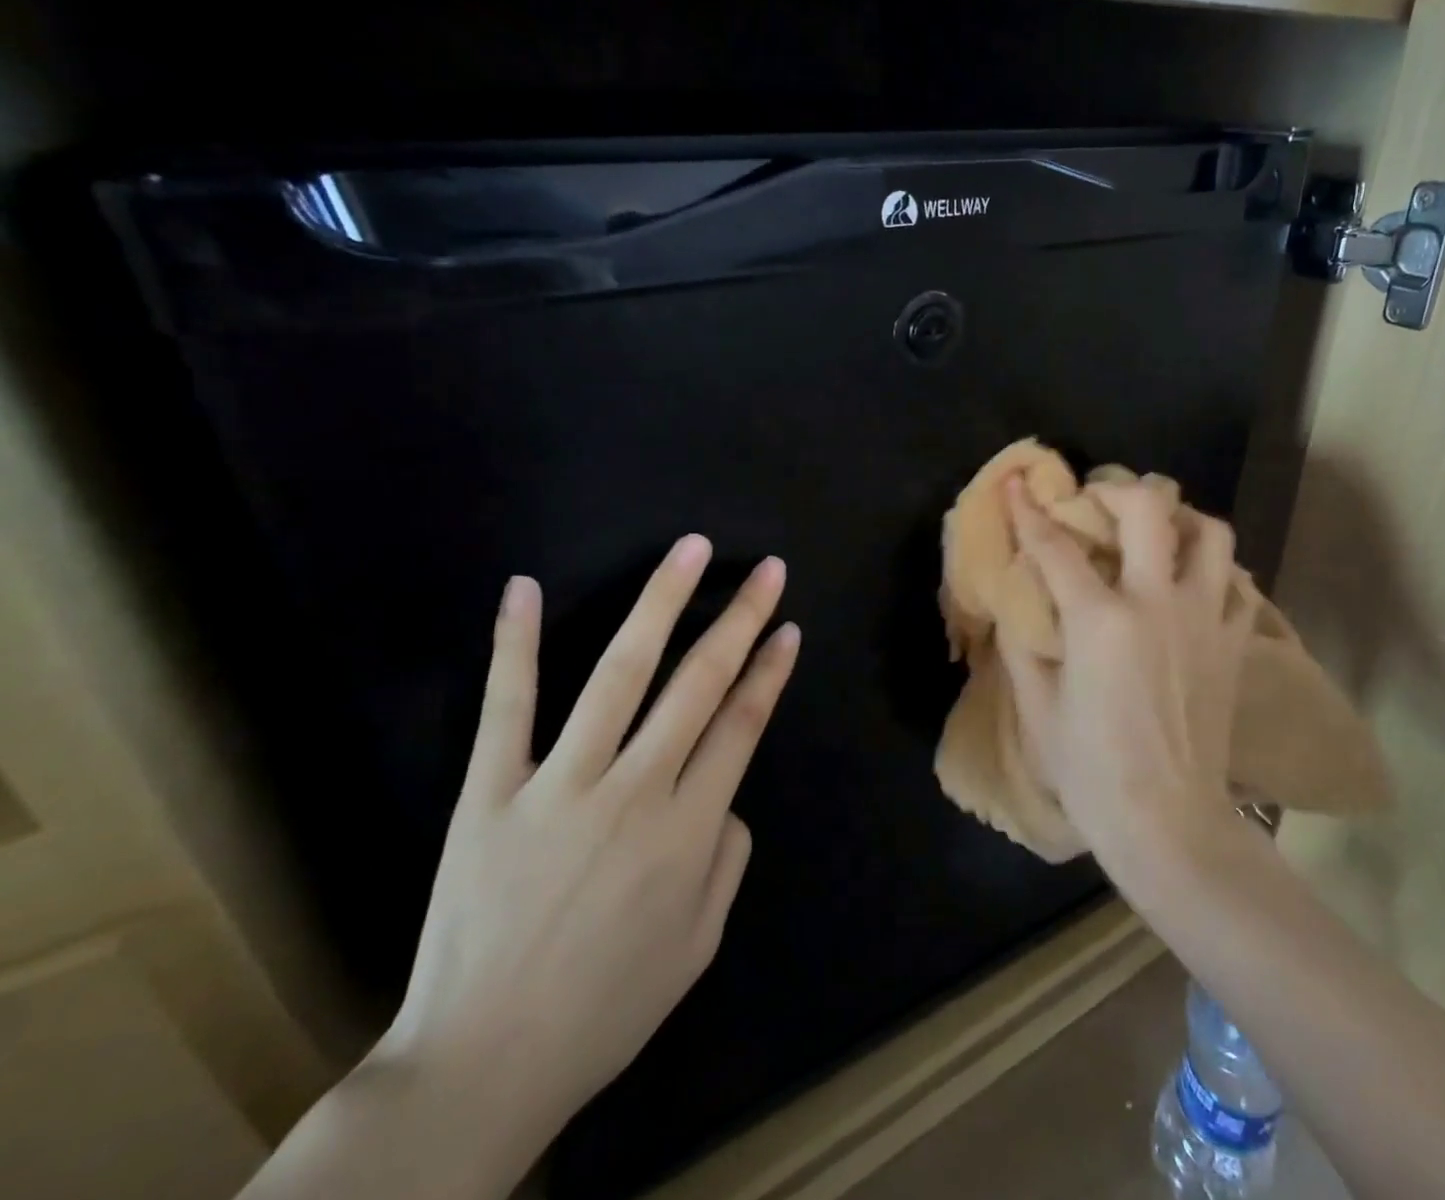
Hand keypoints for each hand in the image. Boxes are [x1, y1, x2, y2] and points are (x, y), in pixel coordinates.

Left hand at [372, 538, 799, 1157]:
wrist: (482, 1067)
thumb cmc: (606, 1008)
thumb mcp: (700, 943)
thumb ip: (727, 856)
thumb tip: (725, 793)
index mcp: (689, 831)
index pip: (742, 725)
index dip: (769, 671)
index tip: (787, 626)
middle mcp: (634, 793)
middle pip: (698, 684)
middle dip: (740, 620)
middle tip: (767, 570)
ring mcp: (558, 786)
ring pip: (619, 676)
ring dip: (659, 605)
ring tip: (689, 551)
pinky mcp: (488, 793)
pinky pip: (506, 709)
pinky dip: (515, 645)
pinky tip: (525, 588)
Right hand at [1003, 480, 1251, 877]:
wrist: (1169, 823)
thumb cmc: (1093, 771)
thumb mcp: (1039, 709)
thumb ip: (1023, 647)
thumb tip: (1017, 606)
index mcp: (1100, 621)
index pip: (1056, 547)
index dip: (1030, 511)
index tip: (1019, 483)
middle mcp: (1157, 603)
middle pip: (1150, 511)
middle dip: (1119, 489)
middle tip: (1100, 499)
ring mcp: (1205, 619)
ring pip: (1211, 534)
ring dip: (1182, 519)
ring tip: (1159, 530)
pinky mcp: (1235, 644)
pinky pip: (1238, 585)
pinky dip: (1216, 571)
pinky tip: (1194, 582)